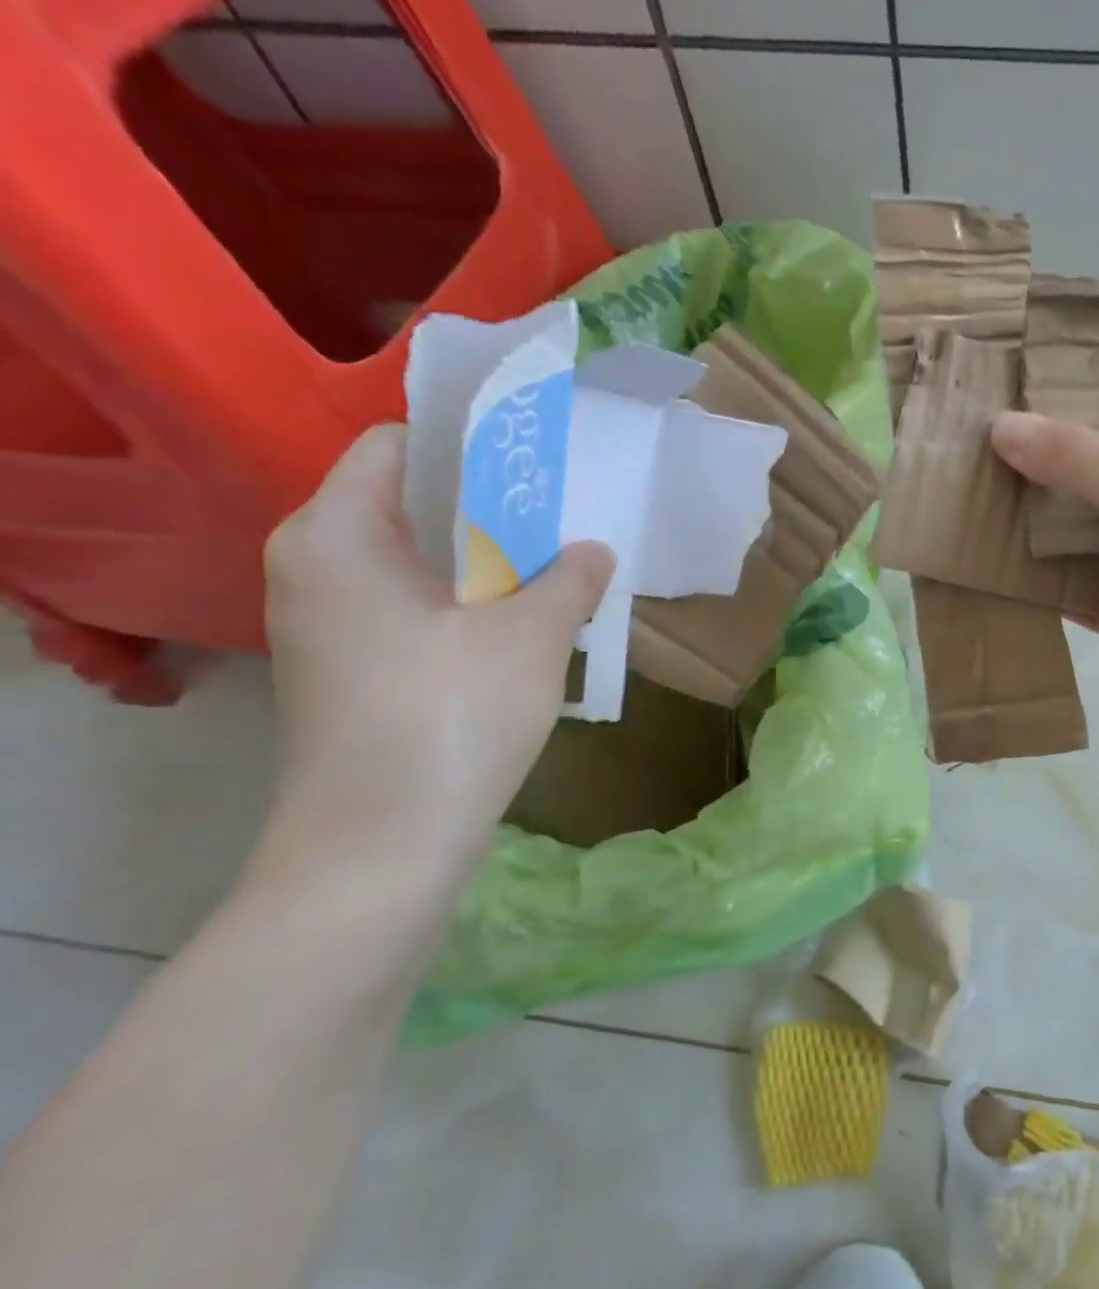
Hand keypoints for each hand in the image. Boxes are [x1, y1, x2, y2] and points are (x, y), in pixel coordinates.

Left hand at [261, 425, 612, 881]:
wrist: (381, 846)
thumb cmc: (448, 717)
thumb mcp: (530, 636)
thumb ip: (568, 578)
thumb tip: (591, 551)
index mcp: (338, 536)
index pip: (397, 448)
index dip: (470, 442)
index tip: (537, 452)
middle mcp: (316, 569)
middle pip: (410, 506)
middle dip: (490, 505)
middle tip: (564, 507)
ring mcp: (330, 625)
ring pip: (419, 563)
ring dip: (488, 559)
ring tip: (557, 560)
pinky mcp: (353, 671)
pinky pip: (416, 608)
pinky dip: (469, 602)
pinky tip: (525, 621)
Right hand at [991, 400, 1098, 740]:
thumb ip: (1076, 456)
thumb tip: (1000, 427)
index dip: (1073, 407)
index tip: (1007, 406)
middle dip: (1044, 475)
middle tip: (971, 465)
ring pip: (1093, 542)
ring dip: (1042, 537)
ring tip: (972, 519)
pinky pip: (1093, 600)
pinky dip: (1056, 595)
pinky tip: (1004, 585)